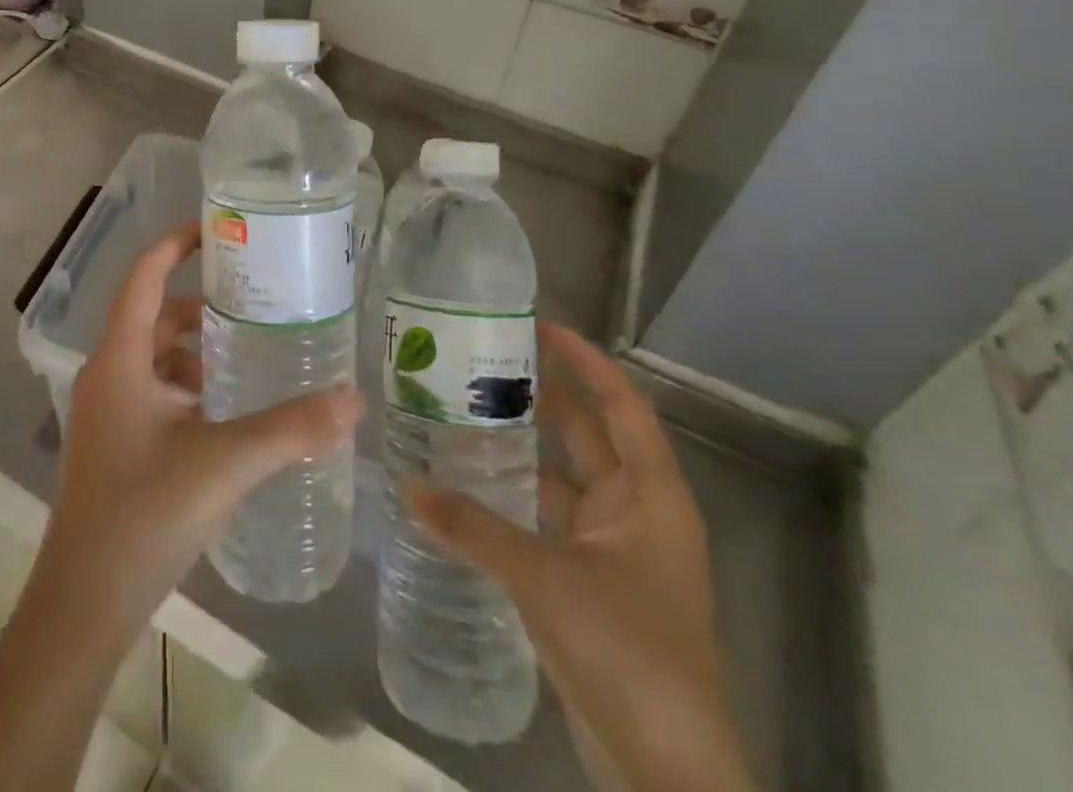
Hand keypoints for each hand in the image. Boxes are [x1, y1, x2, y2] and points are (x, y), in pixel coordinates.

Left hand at [28, 221, 362, 649]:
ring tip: (249, 354)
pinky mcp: (116, 443)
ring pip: (155, 356)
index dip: (175, 243)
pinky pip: (155, 391)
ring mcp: (109, 411)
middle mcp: (108, 374)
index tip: (218, 228)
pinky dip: (189, 386)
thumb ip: (290, 429)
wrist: (83, 605)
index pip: (144, 275)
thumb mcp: (223, 463)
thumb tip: (353, 399)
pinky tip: (228, 413)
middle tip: (254, 299)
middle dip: (200, 304)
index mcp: (120, 358)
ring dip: (196, 349)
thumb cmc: (143, 516)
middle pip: (154, 314)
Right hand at [406, 322, 754, 791]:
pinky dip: (512, 501)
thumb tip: (407, 485)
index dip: (586, 361)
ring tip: (461, 414)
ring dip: (519, 451)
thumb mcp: (545, 579)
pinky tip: (466, 489)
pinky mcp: (589, 585)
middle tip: (480, 362)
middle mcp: (635, 512)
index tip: (538, 325)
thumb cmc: (628, 653)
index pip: (622, 405)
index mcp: (650, 496)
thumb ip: (473, 528)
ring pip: (561, 479)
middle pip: (587, 435)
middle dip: (540, 398)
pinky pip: (546, 520)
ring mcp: (613, 551)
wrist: (666, 774)